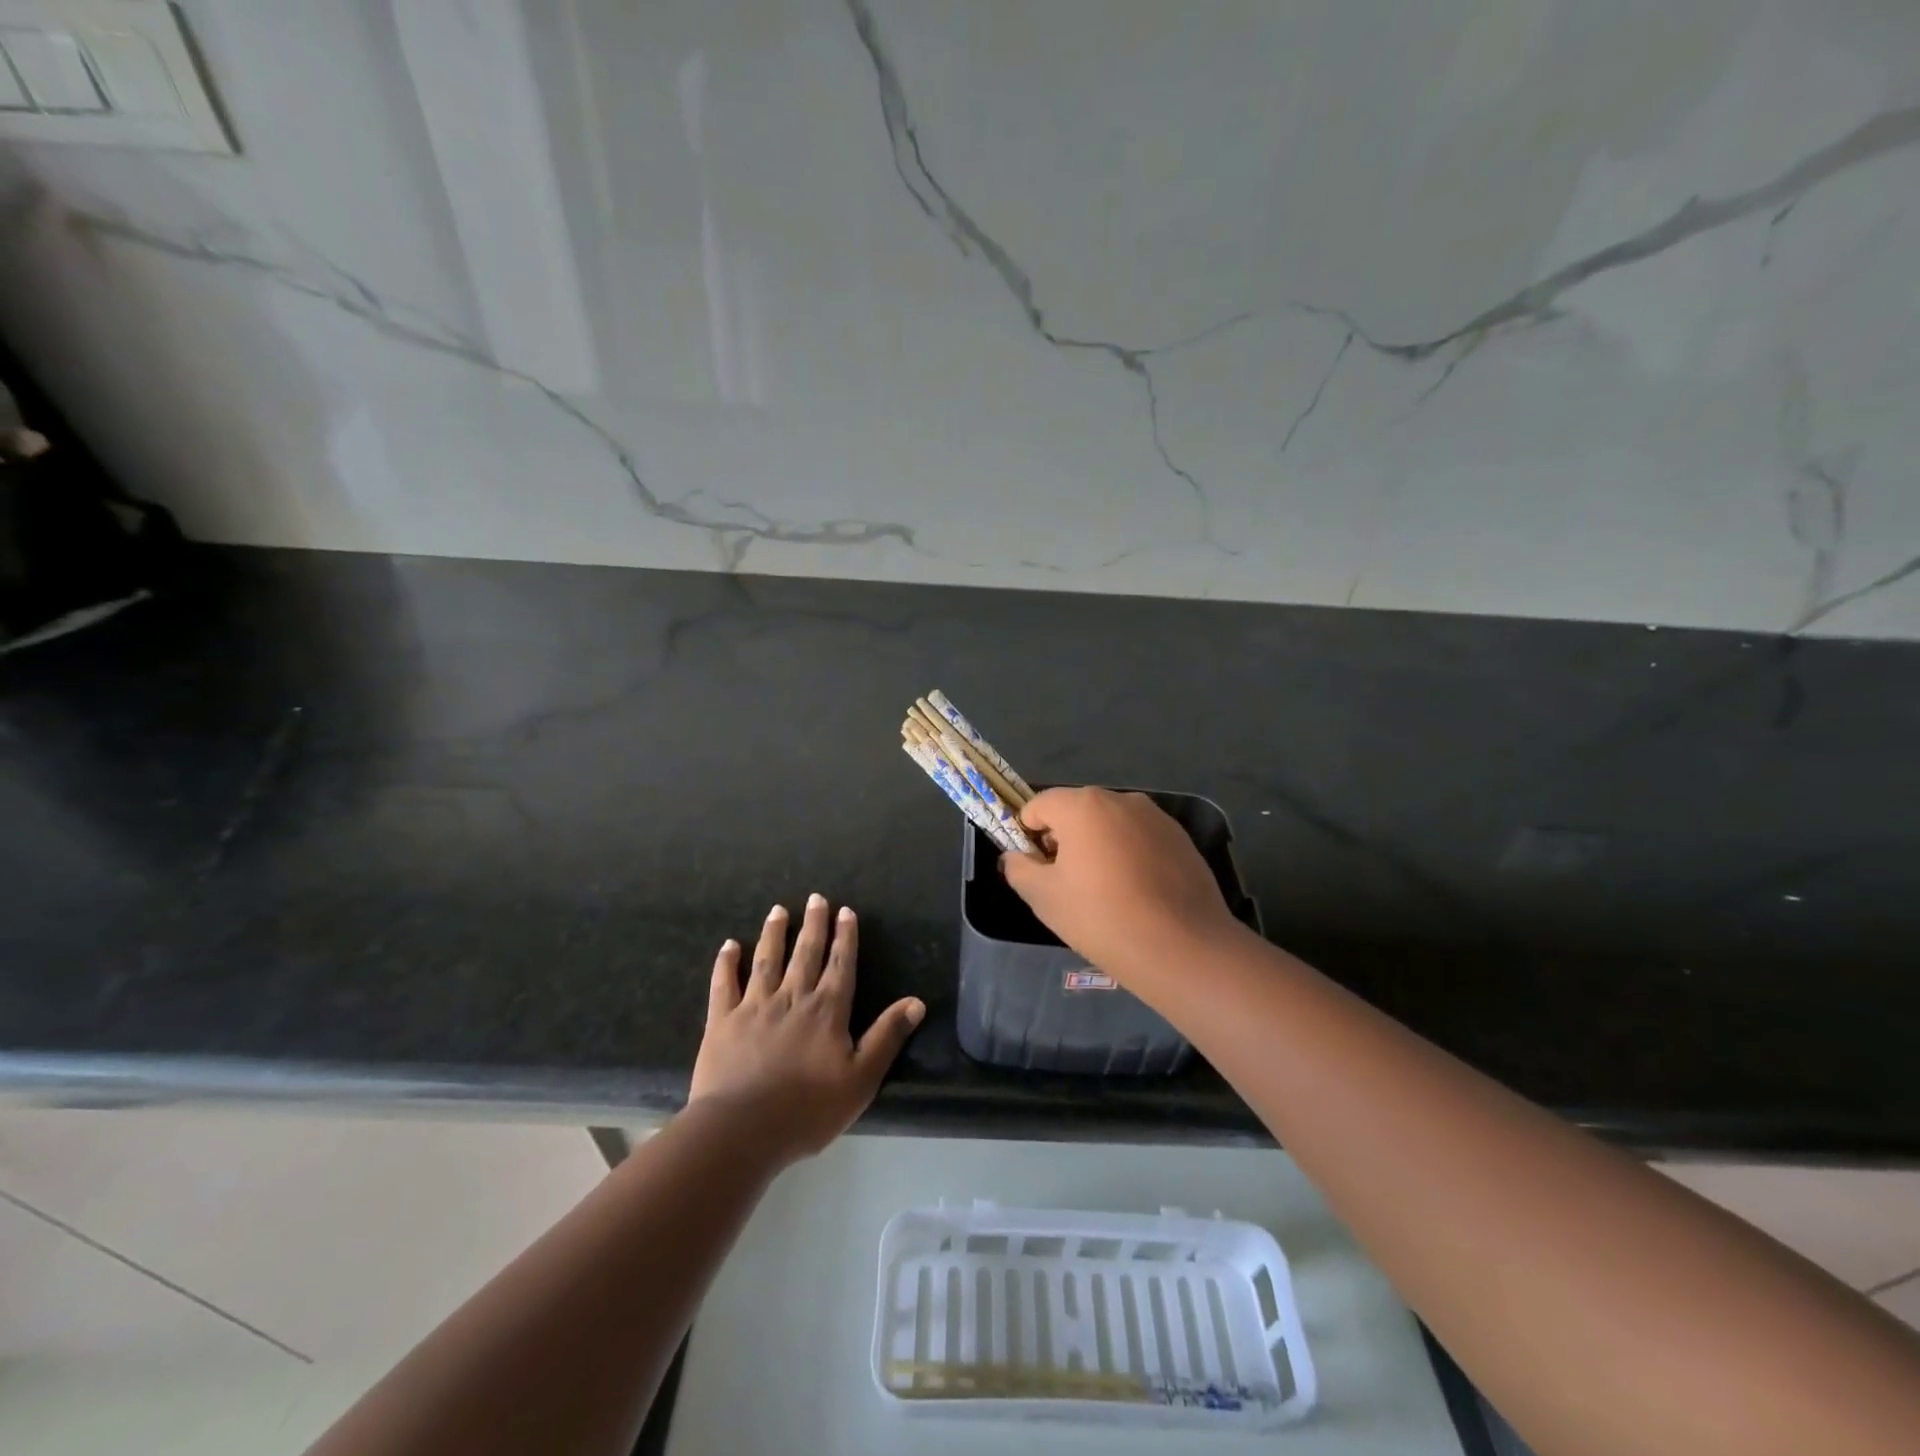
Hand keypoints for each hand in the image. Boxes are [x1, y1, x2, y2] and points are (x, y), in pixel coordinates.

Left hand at [690, 894, 924, 1160]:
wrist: (743, 1129)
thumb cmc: (808, 1109)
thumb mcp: (861, 1078)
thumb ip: (887, 1037)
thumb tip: (916, 1002)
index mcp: (827, 1010)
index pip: (840, 965)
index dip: (844, 938)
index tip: (845, 912)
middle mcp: (792, 998)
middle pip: (805, 954)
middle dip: (813, 925)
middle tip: (816, 898)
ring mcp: (754, 1006)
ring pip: (767, 960)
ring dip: (774, 933)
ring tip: (778, 910)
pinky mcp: (722, 1021)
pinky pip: (724, 984)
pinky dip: (726, 963)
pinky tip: (730, 945)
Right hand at [1000, 787, 1245, 979]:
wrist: (1182, 947)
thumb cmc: (1101, 917)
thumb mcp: (1044, 897)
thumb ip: (1019, 869)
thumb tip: (1014, 857)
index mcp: (1083, 805)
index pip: (1038, 806)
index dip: (1028, 835)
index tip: (1036, 870)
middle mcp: (1121, 799)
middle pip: (1077, 811)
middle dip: (1065, 840)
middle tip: (1068, 884)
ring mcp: (1156, 817)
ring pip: (1111, 825)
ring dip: (1099, 847)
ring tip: (1106, 893)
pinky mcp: (1181, 839)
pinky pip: (1141, 839)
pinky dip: (1130, 857)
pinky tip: (1138, 894)